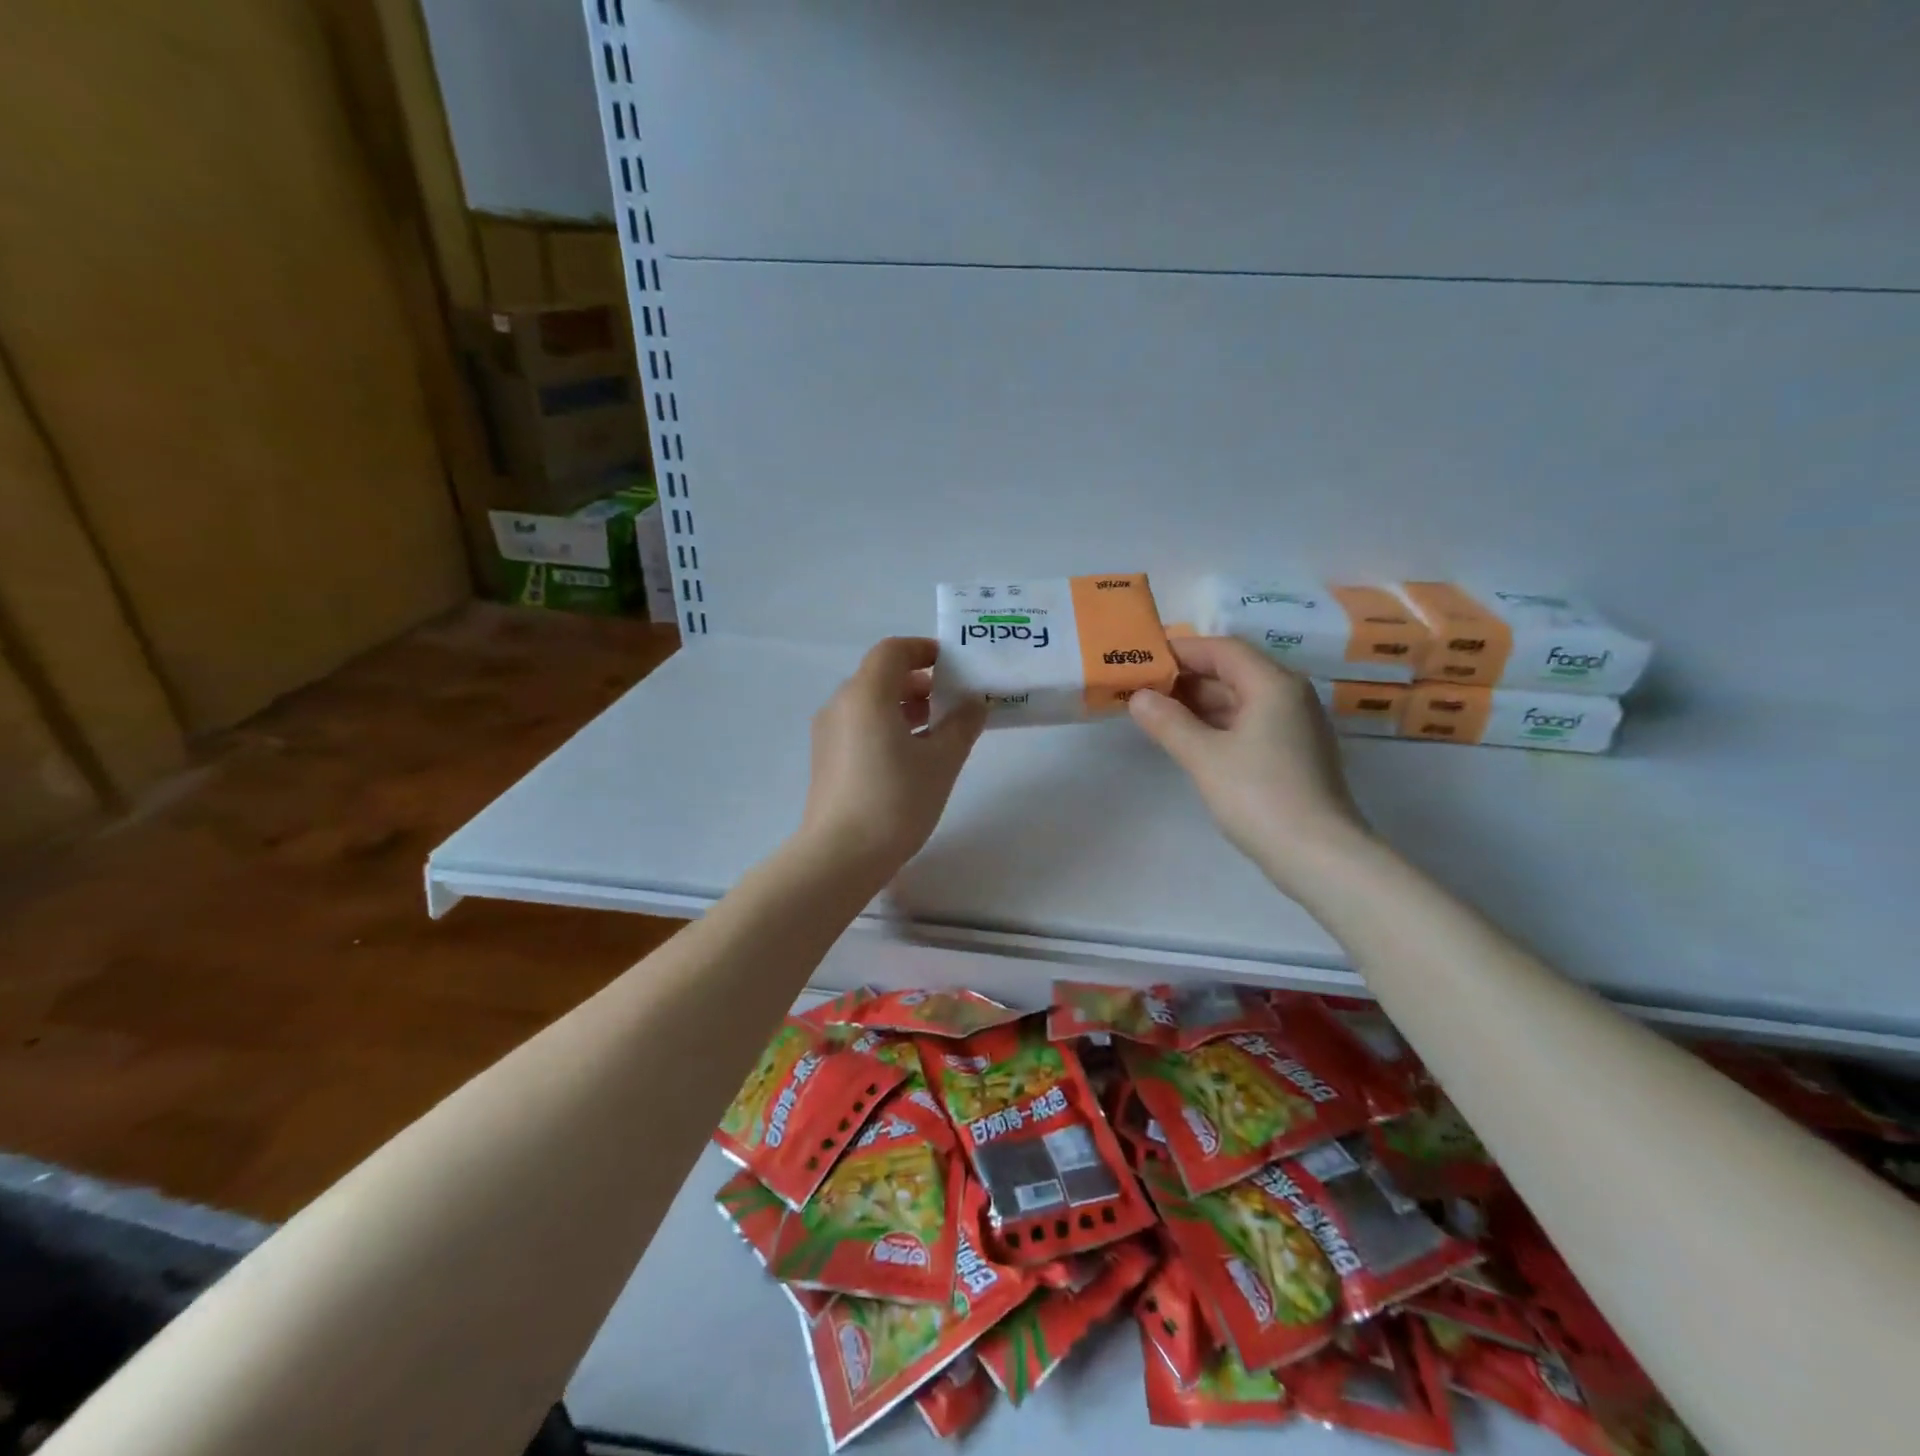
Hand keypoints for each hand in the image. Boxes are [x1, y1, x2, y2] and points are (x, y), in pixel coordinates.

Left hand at [799, 637, 987, 885]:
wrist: (840, 856)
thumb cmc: (896, 800)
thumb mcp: (941, 761)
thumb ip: (962, 725)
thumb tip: (974, 703)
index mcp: (866, 694)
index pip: (893, 651)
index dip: (924, 650)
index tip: (953, 666)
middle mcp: (841, 704)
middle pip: (880, 676)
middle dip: (919, 682)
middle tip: (953, 701)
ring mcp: (828, 733)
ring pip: (869, 703)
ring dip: (904, 706)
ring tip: (939, 731)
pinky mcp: (826, 759)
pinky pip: (860, 726)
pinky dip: (887, 726)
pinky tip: (912, 756)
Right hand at [1128, 637, 1370, 895]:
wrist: (1318, 855)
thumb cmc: (1259, 796)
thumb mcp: (1204, 757)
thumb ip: (1168, 722)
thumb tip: (1138, 697)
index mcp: (1273, 684)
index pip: (1222, 649)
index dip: (1181, 651)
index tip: (1143, 660)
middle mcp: (1289, 696)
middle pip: (1232, 671)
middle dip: (1186, 678)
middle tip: (1142, 688)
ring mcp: (1294, 725)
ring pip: (1240, 699)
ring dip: (1199, 703)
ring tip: (1156, 713)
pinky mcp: (1293, 753)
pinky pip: (1249, 723)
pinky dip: (1217, 724)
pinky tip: (1189, 739)